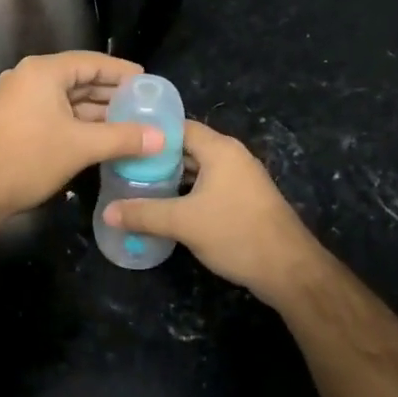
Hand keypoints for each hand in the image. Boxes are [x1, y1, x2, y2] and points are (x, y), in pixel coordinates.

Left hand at [0, 52, 163, 221]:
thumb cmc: (27, 159)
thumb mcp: (80, 147)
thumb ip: (123, 138)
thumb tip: (163, 137)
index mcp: (43, 71)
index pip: (91, 61)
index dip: (121, 72)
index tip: (148, 82)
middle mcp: (28, 78)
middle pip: (78, 79)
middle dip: (111, 95)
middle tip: (144, 107)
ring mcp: (18, 100)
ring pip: (66, 100)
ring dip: (96, 112)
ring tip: (130, 125)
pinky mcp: (13, 121)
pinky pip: (53, 114)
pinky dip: (77, 123)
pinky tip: (100, 139)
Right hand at [104, 120, 320, 297]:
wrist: (290, 270)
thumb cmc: (236, 234)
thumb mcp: (183, 223)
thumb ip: (143, 214)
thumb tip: (107, 212)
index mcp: (220, 149)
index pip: (179, 126)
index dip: (150, 131)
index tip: (122, 139)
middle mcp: (232, 156)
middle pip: (187, 147)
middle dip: (157, 156)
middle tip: (123, 165)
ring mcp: (241, 178)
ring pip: (198, 168)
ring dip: (172, 176)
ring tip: (138, 184)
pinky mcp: (244, 200)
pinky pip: (208, 185)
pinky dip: (187, 190)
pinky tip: (166, 205)